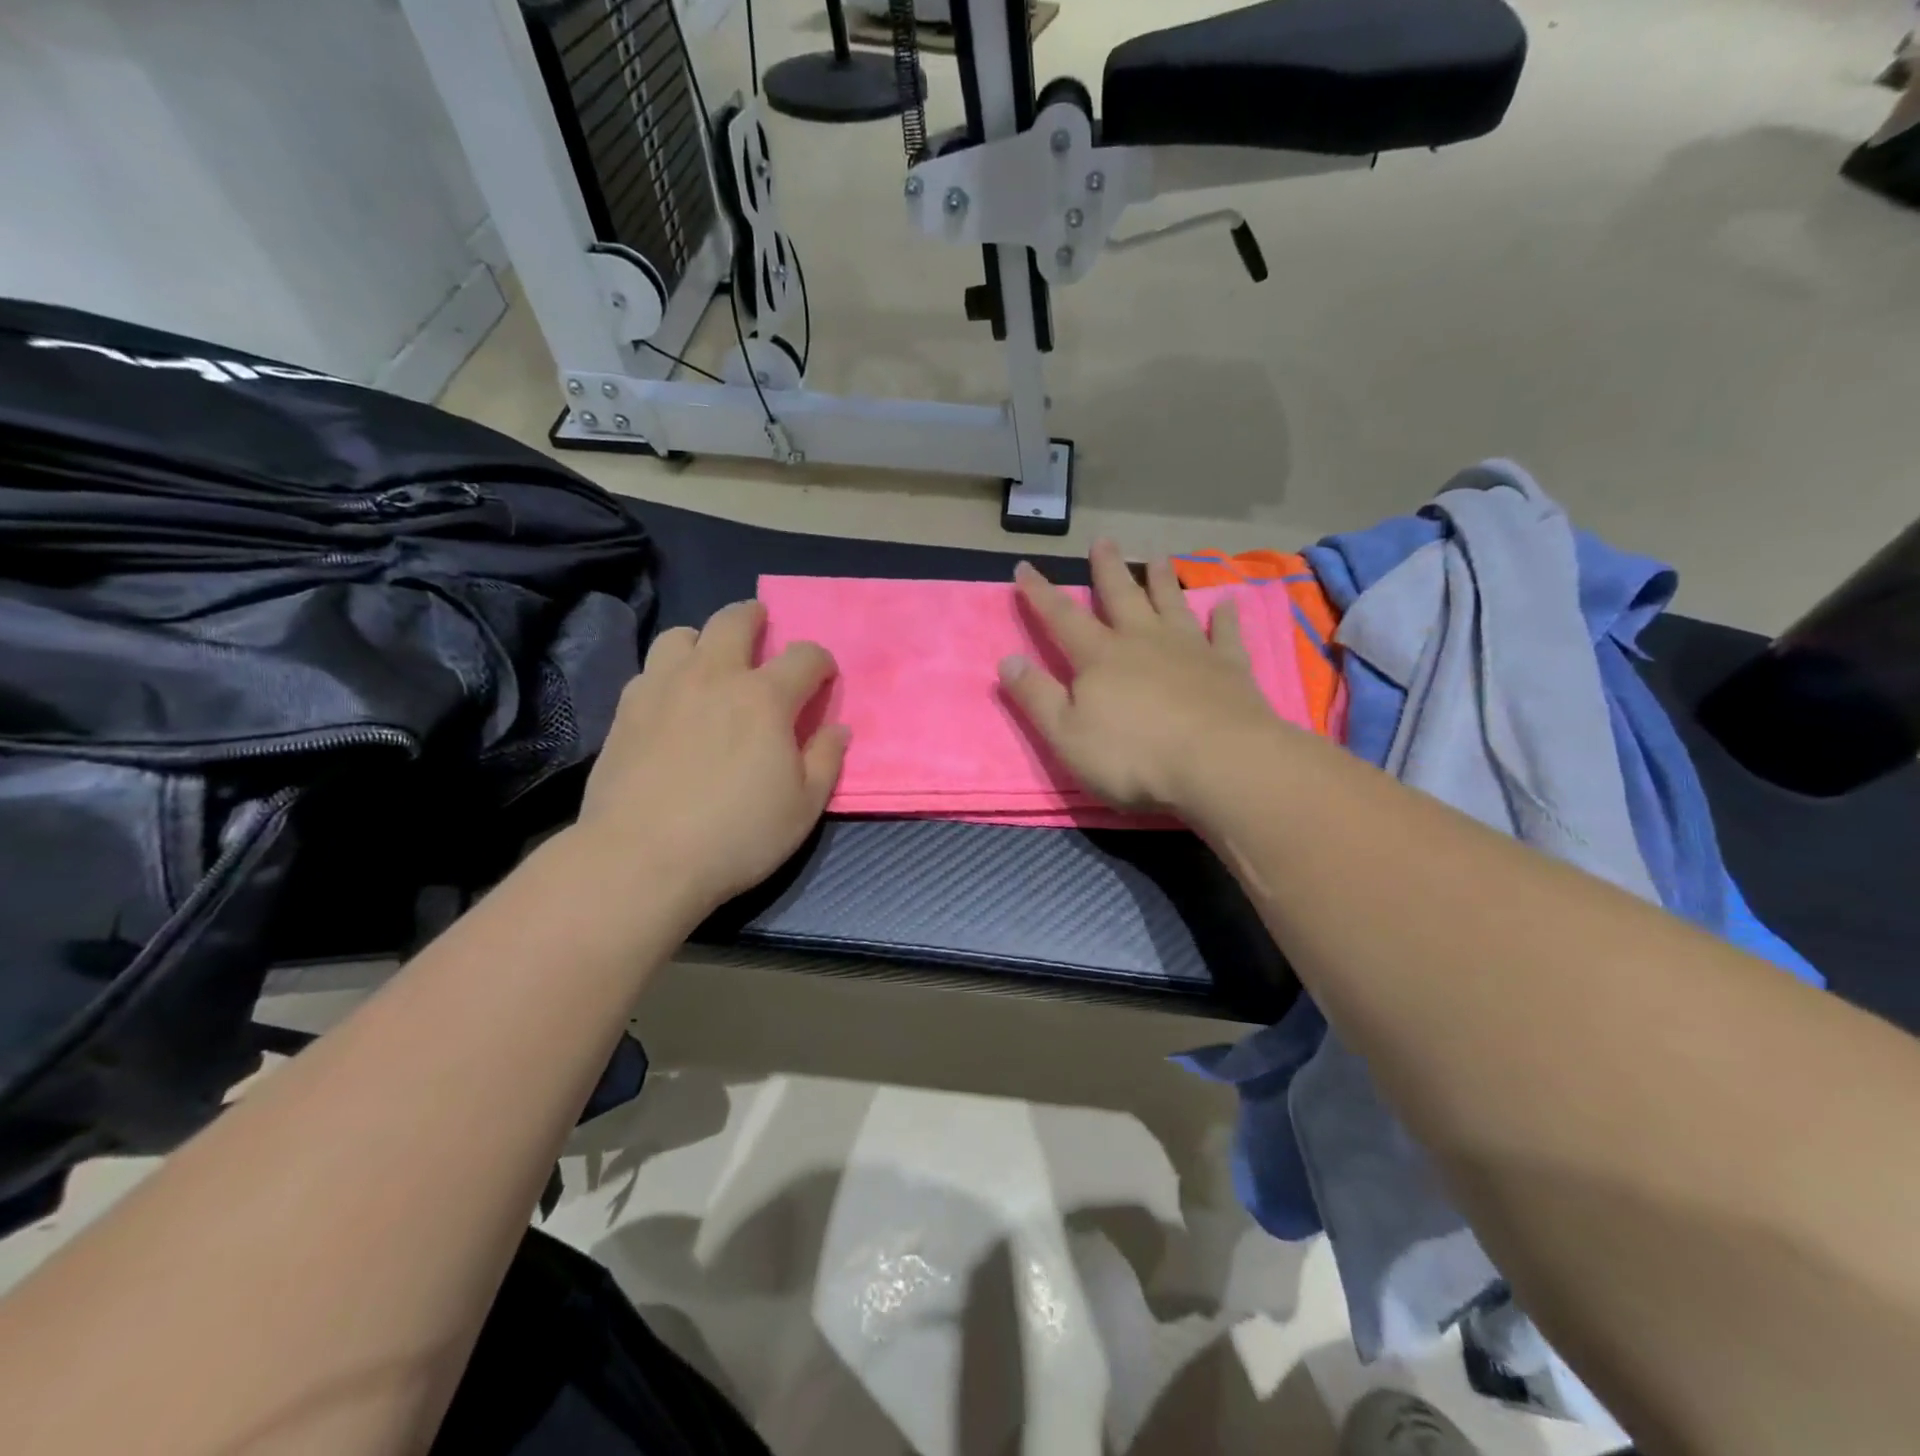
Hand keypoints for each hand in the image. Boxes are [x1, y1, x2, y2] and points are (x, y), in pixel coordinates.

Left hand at [575, 600, 847, 911]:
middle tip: (762, 627)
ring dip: (703, 639)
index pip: (804, 656)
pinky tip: (671, 701)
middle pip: (734, 620)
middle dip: (755, 617)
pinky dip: (667, 673)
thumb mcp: (804, 807)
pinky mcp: (626, 710)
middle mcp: (713, 677)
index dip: (820, 662)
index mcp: (765, 698)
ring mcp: (663, 688)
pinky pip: (649, 670)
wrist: (641, 859)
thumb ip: (826, 760)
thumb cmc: (736, 835)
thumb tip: (837, 728)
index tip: (823, 678)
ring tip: (709, 662)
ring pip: (681, 634)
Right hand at [999, 541, 1284, 811]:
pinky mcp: (1229, 667)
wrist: (1218, 762)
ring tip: (1158, 557)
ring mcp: (1190, 650)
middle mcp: (1143, 641)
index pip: (1061, 618)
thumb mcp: (1066, 734)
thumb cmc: (1133, 755)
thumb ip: (1036, 696)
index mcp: (1100, 657)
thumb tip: (1007, 659)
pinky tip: (1227, 603)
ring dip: (1162, 581)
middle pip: (1121, 597)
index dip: (1039, 593)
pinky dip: (1225, 618)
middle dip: (1108, 570)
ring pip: (1172, 605)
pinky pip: (1225, 634)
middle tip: (1103, 540)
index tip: (1024, 566)